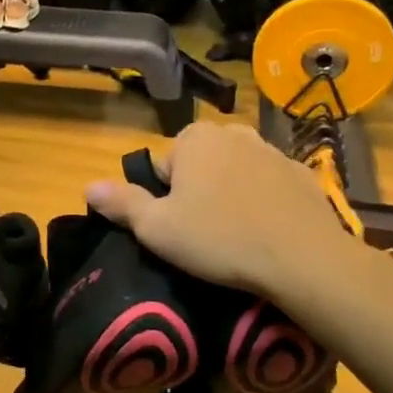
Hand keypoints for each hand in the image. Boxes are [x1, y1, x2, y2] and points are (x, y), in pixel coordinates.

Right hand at [84, 122, 392, 316]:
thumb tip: (89, 187)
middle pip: (200, 165)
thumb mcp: (157, 228)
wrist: (304, 258)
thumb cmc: (219, 238)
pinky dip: (265, 203)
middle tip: (204, 233)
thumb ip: (122, 203)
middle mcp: (233, 133)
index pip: (163, 167)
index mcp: (194, 139)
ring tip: (236, 236)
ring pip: (237, 173)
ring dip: (232, 195)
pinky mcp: (303, 175)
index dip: (165, 199)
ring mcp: (273, 151)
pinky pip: (270, 186)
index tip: (178, 227)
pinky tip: (268, 233)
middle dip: (199, 191)